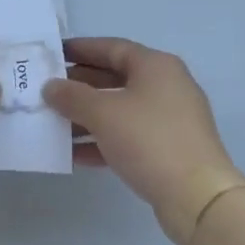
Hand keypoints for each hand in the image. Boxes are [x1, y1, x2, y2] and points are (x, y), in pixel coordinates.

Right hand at [42, 37, 244, 244]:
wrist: (197, 196)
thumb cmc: (149, 140)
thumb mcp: (103, 113)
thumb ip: (72, 96)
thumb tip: (51, 87)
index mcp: (156, 67)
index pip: (112, 47)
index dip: (80, 49)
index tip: (52, 54)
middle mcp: (166, 87)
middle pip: (115, 78)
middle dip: (79, 85)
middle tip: (47, 91)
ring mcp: (169, 120)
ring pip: (119, 110)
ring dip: (86, 116)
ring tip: (53, 124)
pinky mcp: (167, 149)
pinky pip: (127, 137)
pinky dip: (101, 141)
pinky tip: (73, 154)